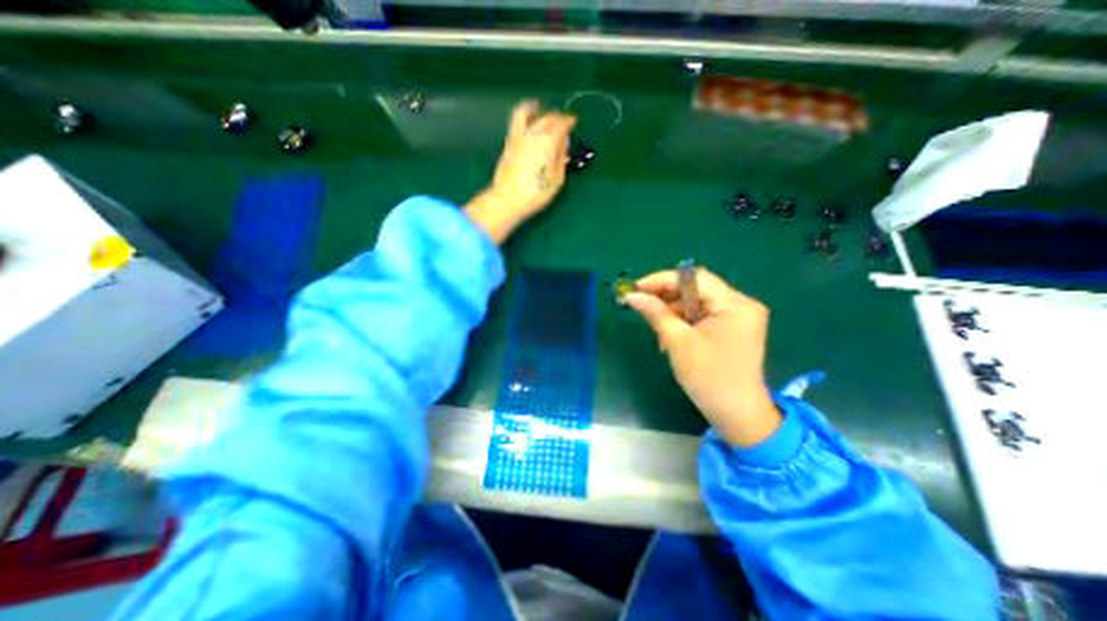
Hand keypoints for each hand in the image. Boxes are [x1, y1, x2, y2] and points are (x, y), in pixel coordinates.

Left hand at [463, 101, 579, 242]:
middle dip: (558, 118)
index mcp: (548, 141)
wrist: (508, 199)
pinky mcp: (509, 142)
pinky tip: (528, 120)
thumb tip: (563, 147)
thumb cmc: (536, 193)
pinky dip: (525, 114)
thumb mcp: (556, 180)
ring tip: (543, 111)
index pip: (562, 124)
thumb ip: (561, 160)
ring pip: (529, 113)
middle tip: (563, 124)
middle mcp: (534, 133)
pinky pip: (517, 120)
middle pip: (548, 117)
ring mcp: (519, 135)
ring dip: (539, 110)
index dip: (570, 121)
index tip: (574, 122)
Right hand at [626, 269, 781, 449]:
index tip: (636, 288)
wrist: (737, 415)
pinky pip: (704, 316)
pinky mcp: (734, 329)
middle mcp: (741, 304)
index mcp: (734, 304)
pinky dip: (685, 322)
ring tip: (656, 328)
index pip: (694, 278)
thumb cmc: (708, 378)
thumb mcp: (677, 342)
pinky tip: (671, 335)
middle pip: (696, 289)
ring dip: (674, 312)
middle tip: (640, 305)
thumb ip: (656, 313)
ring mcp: (739, 317)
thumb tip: (632, 296)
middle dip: (666, 297)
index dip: (662, 280)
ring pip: (697, 303)